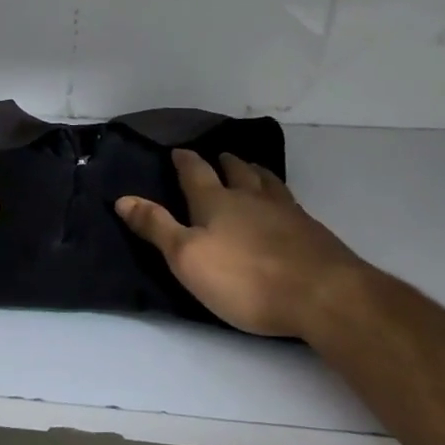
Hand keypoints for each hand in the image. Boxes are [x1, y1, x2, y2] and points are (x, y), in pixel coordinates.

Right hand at [116, 149, 372, 340]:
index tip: (179, 151)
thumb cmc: (245, 278)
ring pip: (267, 182)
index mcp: (216, 202)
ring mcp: (286, 212)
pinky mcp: (311, 231)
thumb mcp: (187, 257)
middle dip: (225, 162)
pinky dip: (279, 195)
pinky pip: (289, 201)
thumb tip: (122, 198)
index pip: (196, 173)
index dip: (185, 161)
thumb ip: (156, 227)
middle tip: (220, 155)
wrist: (322, 294)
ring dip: (255, 172)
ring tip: (252, 169)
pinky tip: (284, 205)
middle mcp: (251, 198)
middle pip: (237, 171)